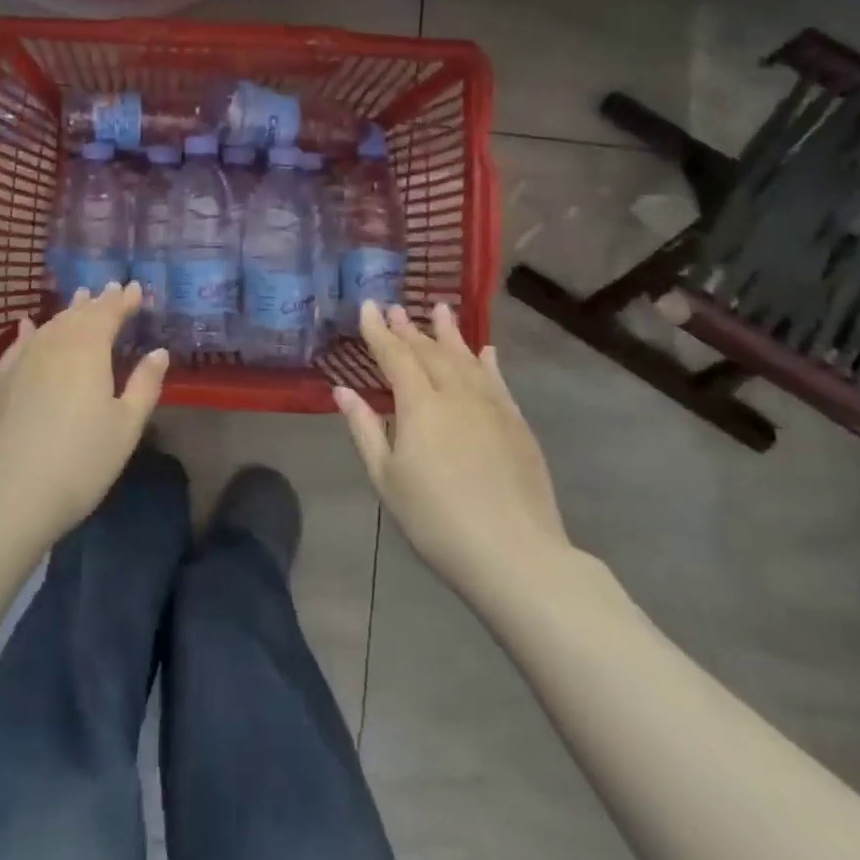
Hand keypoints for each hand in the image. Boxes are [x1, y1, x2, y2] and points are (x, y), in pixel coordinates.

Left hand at [0, 282, 168, 559]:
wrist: (8, 495)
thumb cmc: (80, 462)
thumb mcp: (125, 427)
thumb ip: (144, 385)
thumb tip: (158, 352)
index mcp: (88, 350)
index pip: (108, 314)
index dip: (122, 301)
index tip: (135, 289)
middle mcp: (53, 345)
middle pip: (78, 316)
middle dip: (97, 302)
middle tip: (109, 288)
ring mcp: (22, 361)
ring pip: (50, 326)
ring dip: (67, 312)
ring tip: (79, 300)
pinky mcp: (0, 382)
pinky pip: (18, 345)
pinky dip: (29, 331)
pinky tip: (29, 326)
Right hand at [334, 302, 571, 611]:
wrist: (515, 554)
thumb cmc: (436, 520)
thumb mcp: (387, 478)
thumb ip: (365, 429)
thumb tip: (343, 390)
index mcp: (420, 405)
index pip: (395, 356)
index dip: (379, 330)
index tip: (368, 305)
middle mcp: (456, 394)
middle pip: (430, 352)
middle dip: (410, 328)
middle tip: (396, 307)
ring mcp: (492, 406)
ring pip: (466, 358)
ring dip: (450, 333)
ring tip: (440, 309)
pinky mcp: (517, 424)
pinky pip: (497, 380)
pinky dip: (487, 362)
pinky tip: (485, 351)